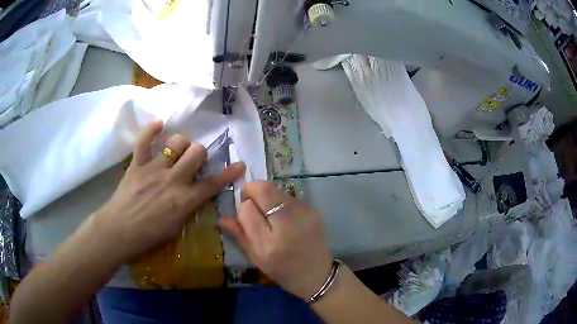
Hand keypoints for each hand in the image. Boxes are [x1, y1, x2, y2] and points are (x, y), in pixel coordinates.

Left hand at [94, 121, 244, 260]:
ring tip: (175, 151)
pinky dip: (151, 130)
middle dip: (199, 154)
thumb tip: (195, 191)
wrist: (119, 231)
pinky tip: (158, 126)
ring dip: (181, 144)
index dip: (229, 174)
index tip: (239, 165)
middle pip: (197, 153)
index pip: (212, 184)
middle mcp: (173, 180)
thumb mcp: (176, 227)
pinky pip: (145, 139)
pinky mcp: (137, 163)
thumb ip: (188, 206)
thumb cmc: (149, 235)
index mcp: (184, 201)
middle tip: (192, 162)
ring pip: (177, 142)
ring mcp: (154, 169)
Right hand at [219, 181, 332, 300]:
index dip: (243, 207)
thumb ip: (239, 236)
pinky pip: (289, 196)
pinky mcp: (314, 210)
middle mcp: (288, 226)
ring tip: (270, 213)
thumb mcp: (256, 259)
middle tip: (253, 203)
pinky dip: (281, 200)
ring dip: (267, 195)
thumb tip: (222, 218)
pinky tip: (285, 217)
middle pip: (264, 189)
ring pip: (276, 189)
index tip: (246, 214)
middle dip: (252, 191)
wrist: (318, 275)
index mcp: (269, 244)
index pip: (247, 209)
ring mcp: (304, 215)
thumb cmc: (283, 271)